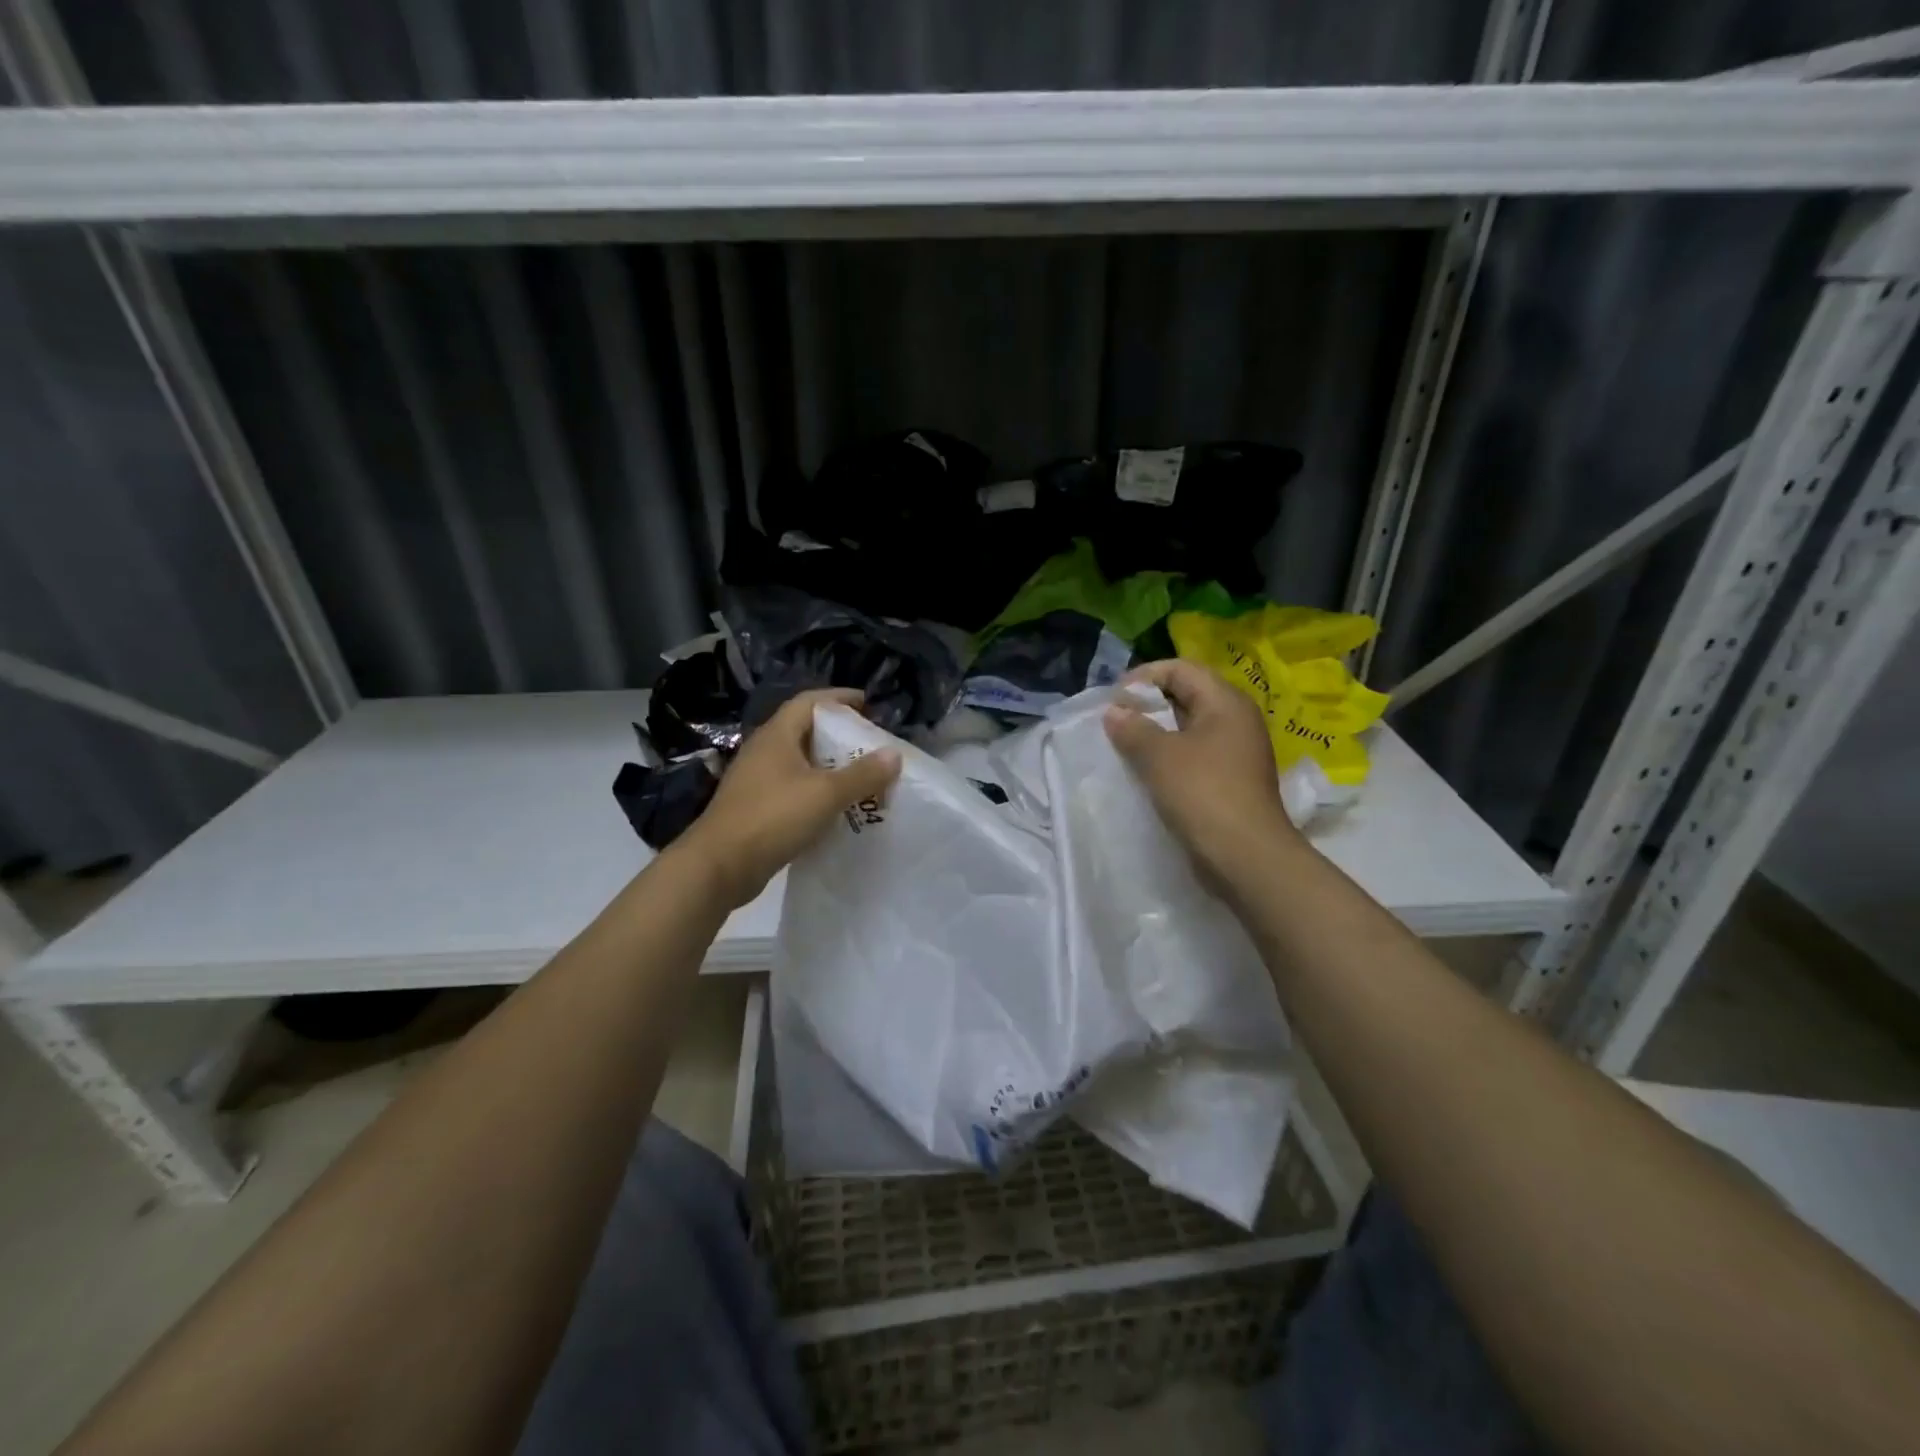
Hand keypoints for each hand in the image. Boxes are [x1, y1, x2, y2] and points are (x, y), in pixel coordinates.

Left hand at [679, 688, 901, 908]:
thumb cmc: (772, 817)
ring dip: (829, 767)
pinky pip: (794, 790)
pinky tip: (837, 809)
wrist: (719, 866)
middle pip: (806, 731)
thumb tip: (894, 754)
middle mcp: (764, 751)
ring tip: (861, 777)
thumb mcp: (825, 794)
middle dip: (839, 735)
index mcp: (777, 736)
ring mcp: (757, 781)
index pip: (810, 701)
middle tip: (870, 745)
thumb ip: (862, 774)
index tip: (868, 704)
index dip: (839, 698)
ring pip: (800, 763)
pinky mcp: (756, 808)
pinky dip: (817, 793)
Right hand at [1103, 659, 1303, 877]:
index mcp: (1226, 702)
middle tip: (1115, 721)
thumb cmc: (1203, 793)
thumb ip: (1133, 728)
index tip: (1114, 699)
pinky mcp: (1231, 779)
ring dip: (1156, 732)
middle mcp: (1236, 719)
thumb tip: (1114, 712)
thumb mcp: (1159, 756)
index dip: (1144, 677)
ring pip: (1189, 727)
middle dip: (1148, 704)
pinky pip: (1194, 754)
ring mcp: (1236, 751)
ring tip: (1125, 745)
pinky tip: (1147, 771)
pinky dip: (1169, 755)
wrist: (1245, 856)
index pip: (1181, 669)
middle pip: (1187, 695)